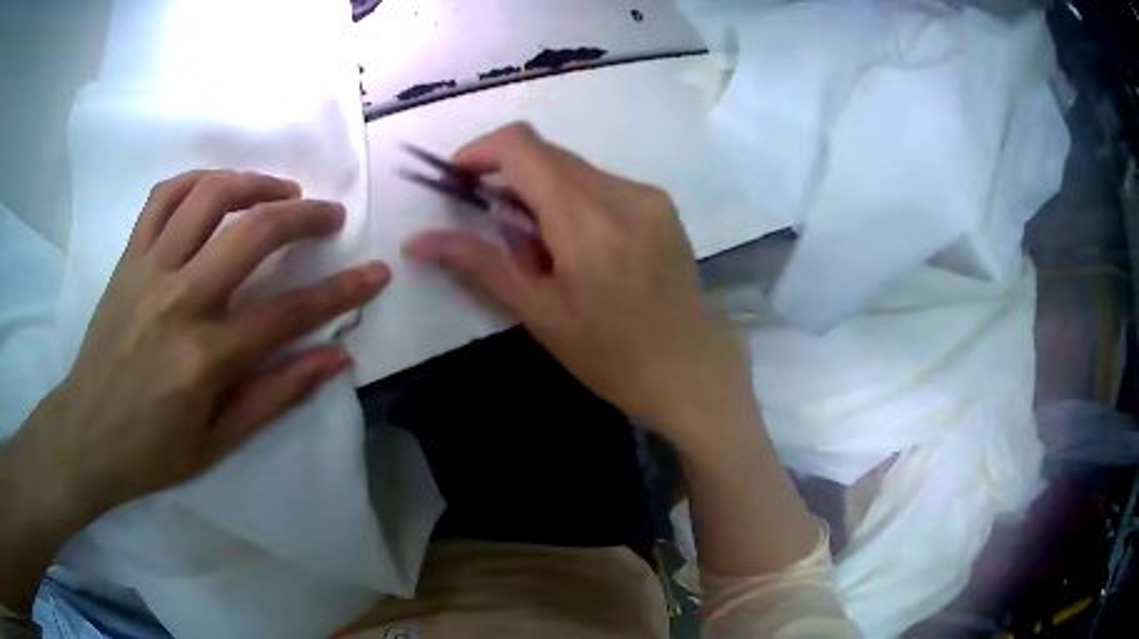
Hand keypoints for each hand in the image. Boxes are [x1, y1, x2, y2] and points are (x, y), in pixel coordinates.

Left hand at [9, 170, 388, 522]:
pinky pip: (163, 196)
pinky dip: (197, 181)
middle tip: (329, 215)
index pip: (288, 313)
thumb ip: (276, 395)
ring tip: (279, 191)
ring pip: (208, 196)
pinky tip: (217, 188)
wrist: (86, 434)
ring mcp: (148, 270)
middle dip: (304, 216)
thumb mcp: (218, 443)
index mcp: (204, 358)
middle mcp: (178, 300)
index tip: (376, 272)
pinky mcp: (127, 258)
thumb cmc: (152, 451)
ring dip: (254, 182)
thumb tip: (334, 358)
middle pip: (253, 233)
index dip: (340, 291)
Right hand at [404, 124, 752, 448]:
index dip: (480, 150)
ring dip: (541, 189)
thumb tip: (418, 240)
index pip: (523, 147)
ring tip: (541, 245)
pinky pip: (601, 182)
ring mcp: (648, 195)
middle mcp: (622, 194)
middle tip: (492, 221)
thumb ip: (479, 263)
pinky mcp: (662, 203)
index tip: (458, 179)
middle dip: (508, 175)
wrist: (689, 369)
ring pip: (573, 166)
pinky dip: (574, 198)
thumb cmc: (610, 356)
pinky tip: (578, 244)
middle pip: (547, 153)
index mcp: (587, 224)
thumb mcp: (538, 313)